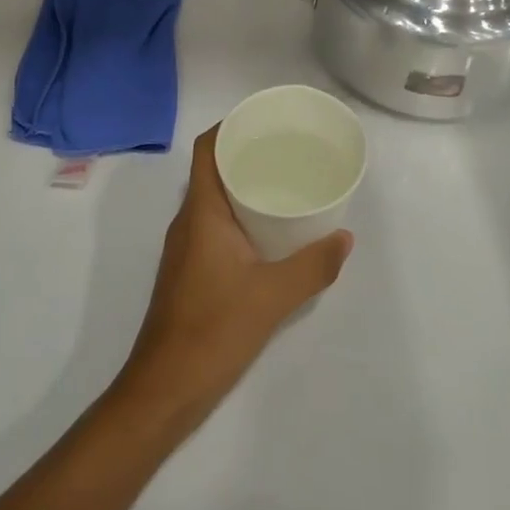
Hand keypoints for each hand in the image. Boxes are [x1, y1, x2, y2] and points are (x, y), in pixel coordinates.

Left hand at [113, 126, 351, 430]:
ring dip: (242, 186)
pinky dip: (238, 216)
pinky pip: (214, 225)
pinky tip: (267, 233)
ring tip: (283, 184)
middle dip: (244, 154)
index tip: (264, 120)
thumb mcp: (273, 296)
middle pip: (212, 170)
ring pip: (213, 199)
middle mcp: (188, 220)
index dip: (229, 127)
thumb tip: (344, 238)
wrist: (165, 388)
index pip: (206, 149)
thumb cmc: (213, 330)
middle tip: (286, 150)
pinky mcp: (189, 270)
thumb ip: (312, 266)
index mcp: (201, 211)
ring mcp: (185, 247)